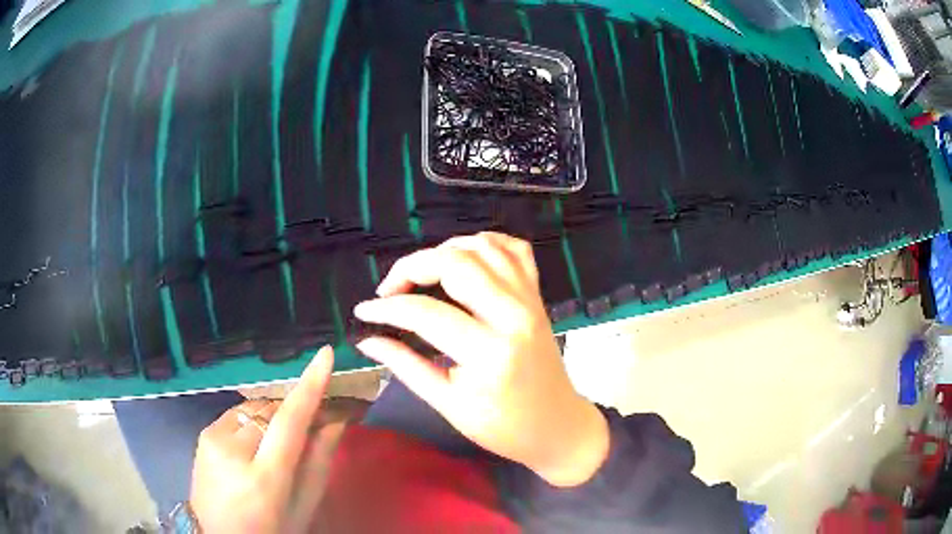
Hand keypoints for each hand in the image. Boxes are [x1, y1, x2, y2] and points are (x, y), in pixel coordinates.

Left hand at [190, 347, 344, 532]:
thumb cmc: (270, 529)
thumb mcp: (302, 507)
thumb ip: (319, 462)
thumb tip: (336, 420)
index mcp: (264, 478)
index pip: (289, 422)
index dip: (309, 387)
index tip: (325, 354)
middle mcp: (233, 451)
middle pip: (272, 410)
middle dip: (294, 410)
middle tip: (314, 423)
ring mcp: (213, 438)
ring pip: (255, 408)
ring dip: (273, 416)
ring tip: (278, 443)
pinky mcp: (203, 433)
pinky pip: (238, 414)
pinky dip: (254, 421)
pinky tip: (255, 445)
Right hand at [355, 232, 608, 486]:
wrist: (558, 426)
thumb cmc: (503, 427)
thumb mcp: (449, 404)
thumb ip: (406, 366)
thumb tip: (368, 340)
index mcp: (489, 353)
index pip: (425, 313)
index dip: (387, 308)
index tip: (364, 311)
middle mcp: (513, 315)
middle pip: (455, 263)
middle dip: (411, 267)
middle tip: (390, 290)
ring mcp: (530, 300)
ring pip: (483, 248)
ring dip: (444, 250)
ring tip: (420, 274)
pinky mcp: (538, 296)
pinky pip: (515, 250)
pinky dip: (486, 243)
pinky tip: (464, 256)